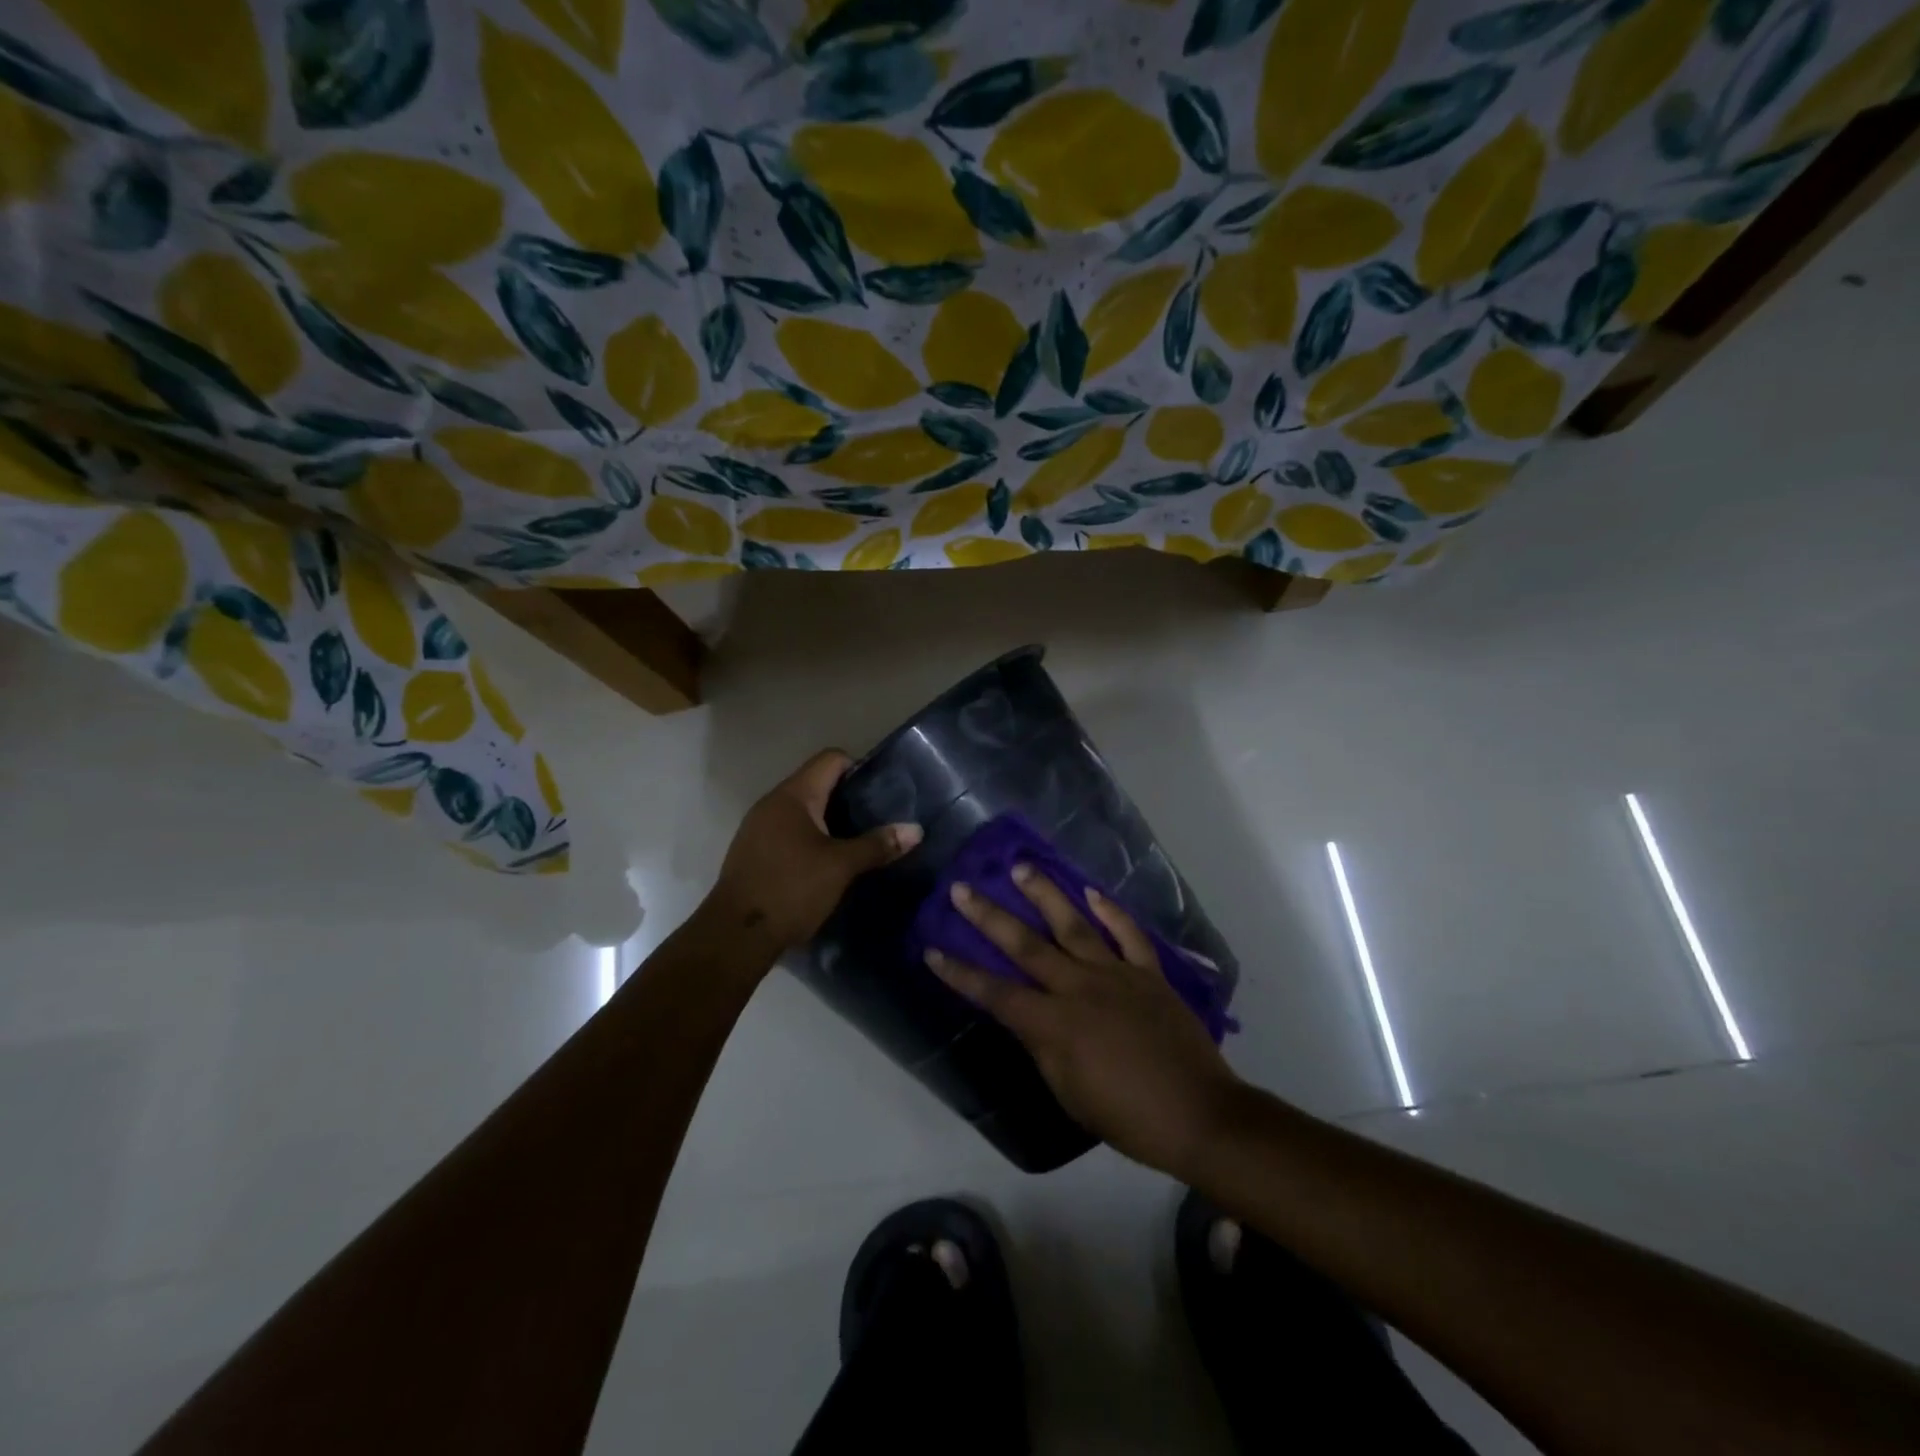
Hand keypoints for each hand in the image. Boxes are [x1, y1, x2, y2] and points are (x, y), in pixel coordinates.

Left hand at [706, 750, 921, 958]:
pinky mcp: (754, 851)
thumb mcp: (841, 867)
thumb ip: (877, 845)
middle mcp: (773, 802)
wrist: (735, 935)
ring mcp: (759, 827)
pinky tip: (828, 862)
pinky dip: (811, 838)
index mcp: (794, 795)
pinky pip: (789, 831)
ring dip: (830, 821)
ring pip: (803, 810)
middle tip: (879, 819)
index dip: (860, 768)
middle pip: (818, 783)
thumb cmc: (791, 889)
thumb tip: (916, 830)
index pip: (831, 759)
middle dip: (849, 798)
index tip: (884, 792)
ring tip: (859, 841)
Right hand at [926, 867, 1243, 1179]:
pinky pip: (1127, 934)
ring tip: (1022, 867)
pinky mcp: (1148, 973)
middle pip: (1026, 946)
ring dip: (1045, 895)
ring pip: (1073, 925)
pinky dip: (1110, 910)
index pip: (995, 993)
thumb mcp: (1069, 1093)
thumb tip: (1026, 1016)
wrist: (1198, 1114)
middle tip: (963, 889)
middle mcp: (1080, 988)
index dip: (961, 973)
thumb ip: (1042, 1047)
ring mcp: (1116, 974)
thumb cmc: (1127, 1117)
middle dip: (990, 917)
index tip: (932, 950)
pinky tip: (1092, 891)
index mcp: (1055, 1024)